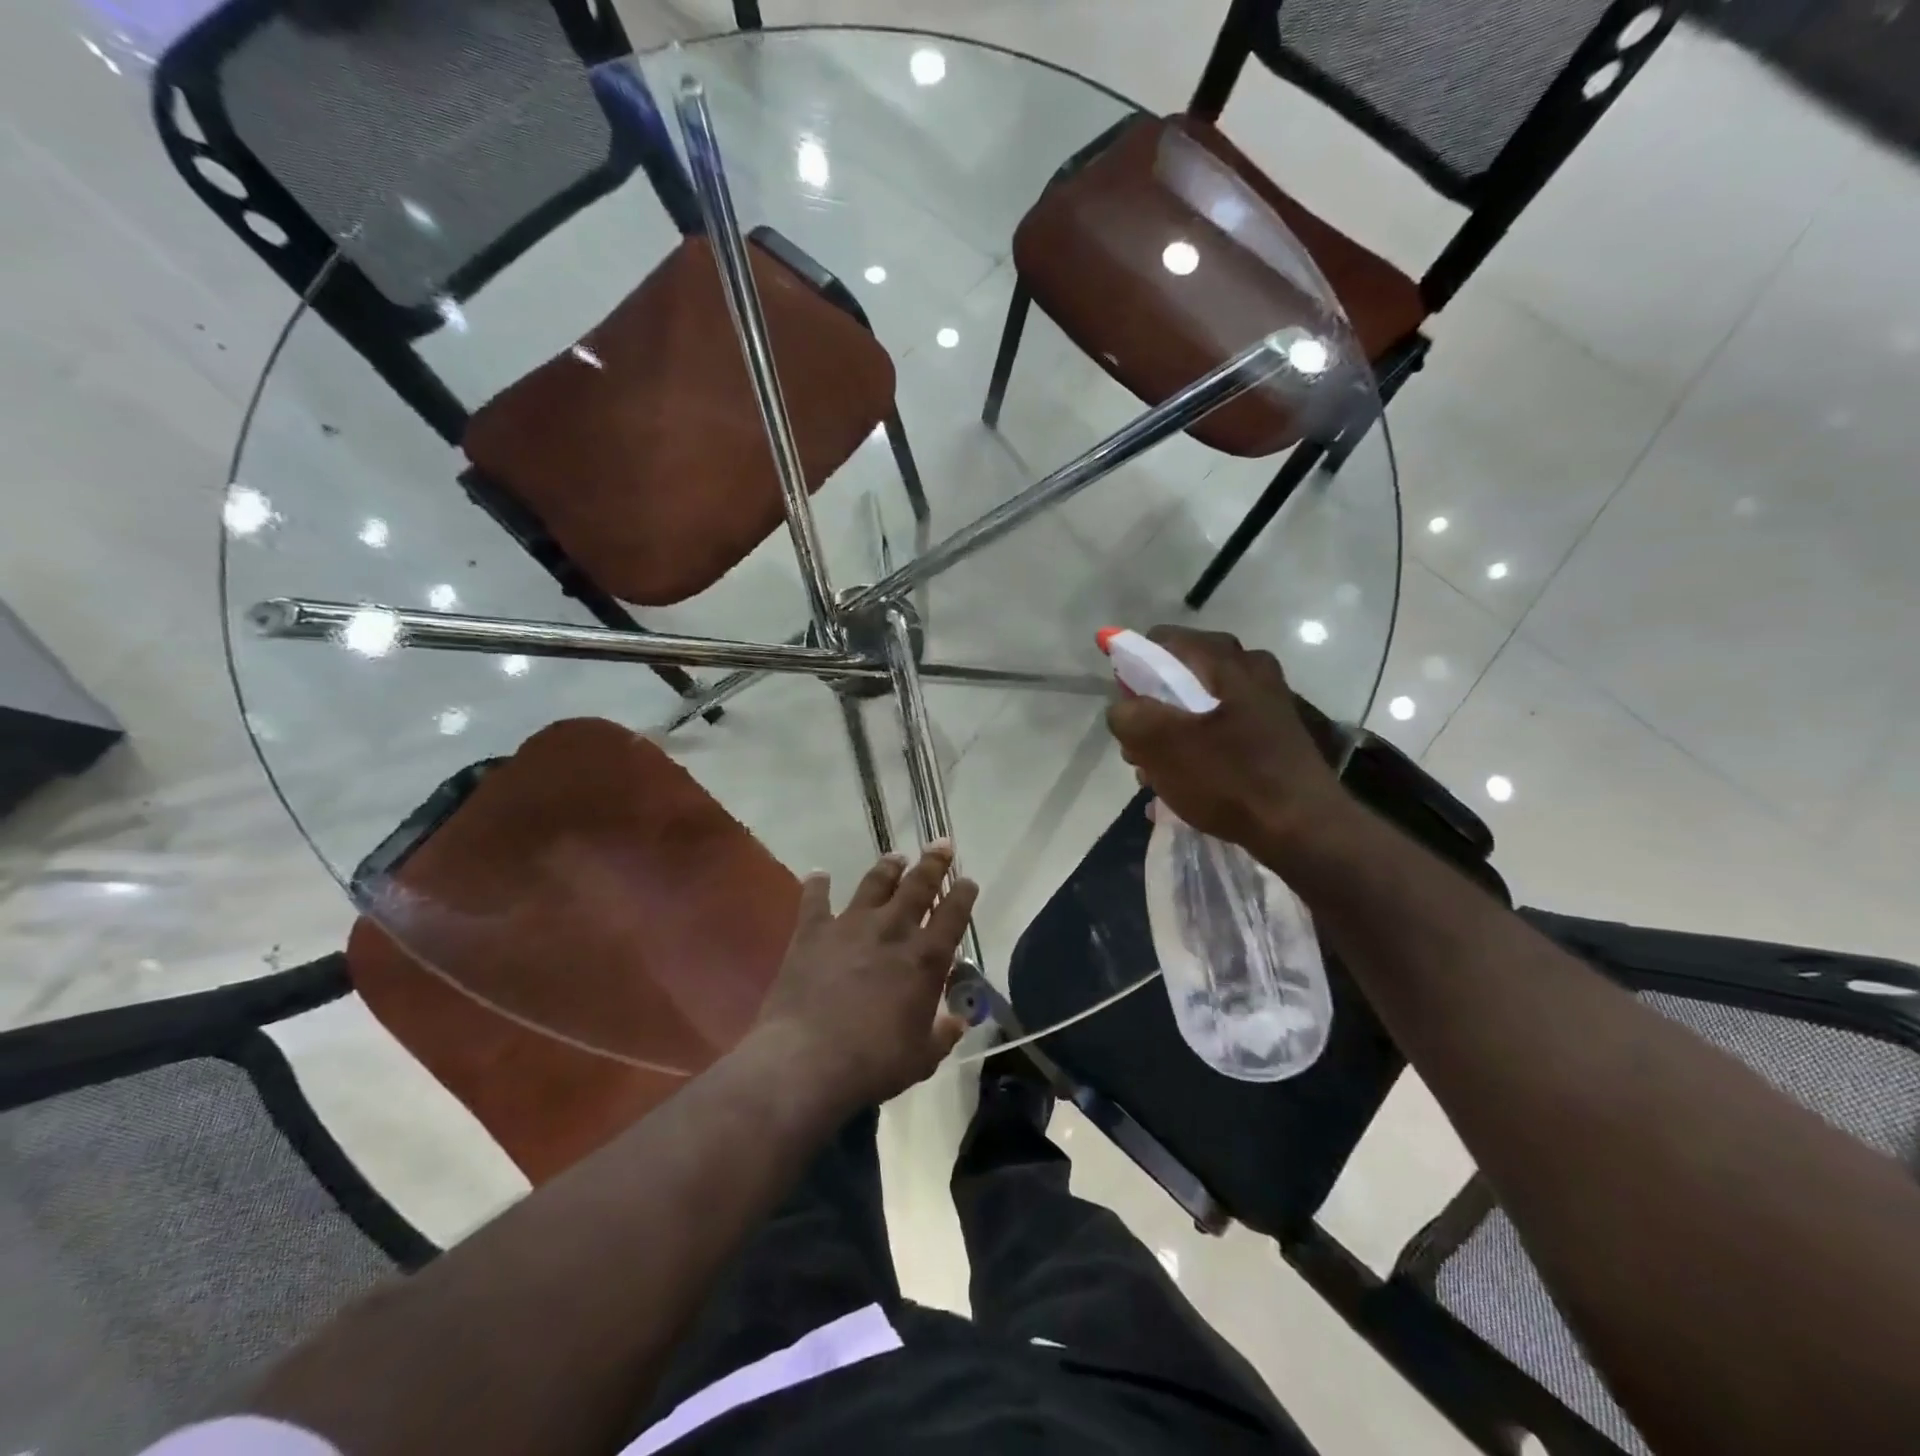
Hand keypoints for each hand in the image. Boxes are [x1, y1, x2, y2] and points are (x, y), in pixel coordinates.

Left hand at [750, 844, 976, 1111]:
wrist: (808, 1060)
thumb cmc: (874, 1063)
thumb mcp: (922, 1057)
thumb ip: (943, 1034)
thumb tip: (957, 1022)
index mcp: (925, 958)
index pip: (953, 914)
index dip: (963, 894)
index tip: (968, 880)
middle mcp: (892, 930)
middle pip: (918, 886)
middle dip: (933, 863)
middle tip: (941, 844)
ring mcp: (851, 926)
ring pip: (874, 884)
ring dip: (887, 867)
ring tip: (895, 856)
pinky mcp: (813, 932)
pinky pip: (816, 900)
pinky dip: (818, 885)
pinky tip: (819, 874)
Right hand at [1105, 626, 1354, 859]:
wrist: (1304, 829)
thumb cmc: (1228, 778)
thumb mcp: (1160, 744)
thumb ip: (1128, 715)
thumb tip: (1123, 708)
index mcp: (1225, 659)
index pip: (1161, 641)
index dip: (1132, 669)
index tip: (1125, 709)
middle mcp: (1251, 669)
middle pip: (1180, 677)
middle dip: (1151, 712)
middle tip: (1138, 751)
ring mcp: (1266, 703)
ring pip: (1199, 708)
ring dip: (1172, 738)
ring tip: (1157, 777)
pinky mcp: (1273, 735)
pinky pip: (1221, 732)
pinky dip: (1198, 752)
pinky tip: (1185, 786)